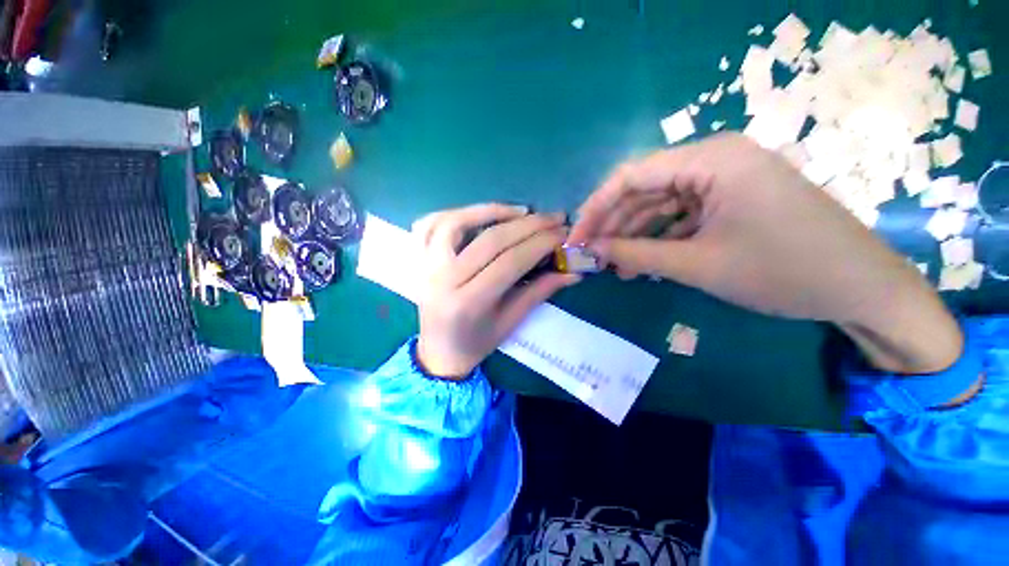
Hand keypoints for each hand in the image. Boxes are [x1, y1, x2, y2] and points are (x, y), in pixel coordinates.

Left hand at [413, 204, 579, 378]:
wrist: (439, 352)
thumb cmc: (477, 343)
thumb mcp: (511, 322)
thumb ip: (540, 292)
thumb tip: (573, 270)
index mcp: (469, 303)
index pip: (510, 262)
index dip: (540, 244)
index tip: (564, 234)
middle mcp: (443, 280)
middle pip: (489, 240)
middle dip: (528, 225)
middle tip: (554, 218)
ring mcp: (426, 266)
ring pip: (455, 223)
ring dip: (491, 210)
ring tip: (520, 211)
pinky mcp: (418, 259)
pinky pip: (429, 225)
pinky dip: (455, 212)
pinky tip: (478, 213)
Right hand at [570, 133, 961, 374]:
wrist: (862, 289)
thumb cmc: (783, 271)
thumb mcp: (698, 264)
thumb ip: (636, 254)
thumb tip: (592, 250)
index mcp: (711, 159)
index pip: (630, 176)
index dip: (595, 208)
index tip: (576, 239)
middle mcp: (715, 159)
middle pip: (643, 189)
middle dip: (613, 225)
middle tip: (593, 257)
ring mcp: (725, 179)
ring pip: (659, 204)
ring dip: (634, 235)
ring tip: (615, 266)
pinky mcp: (731, 199)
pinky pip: (681, 214)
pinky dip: (658, 237)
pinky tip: (644, 262)